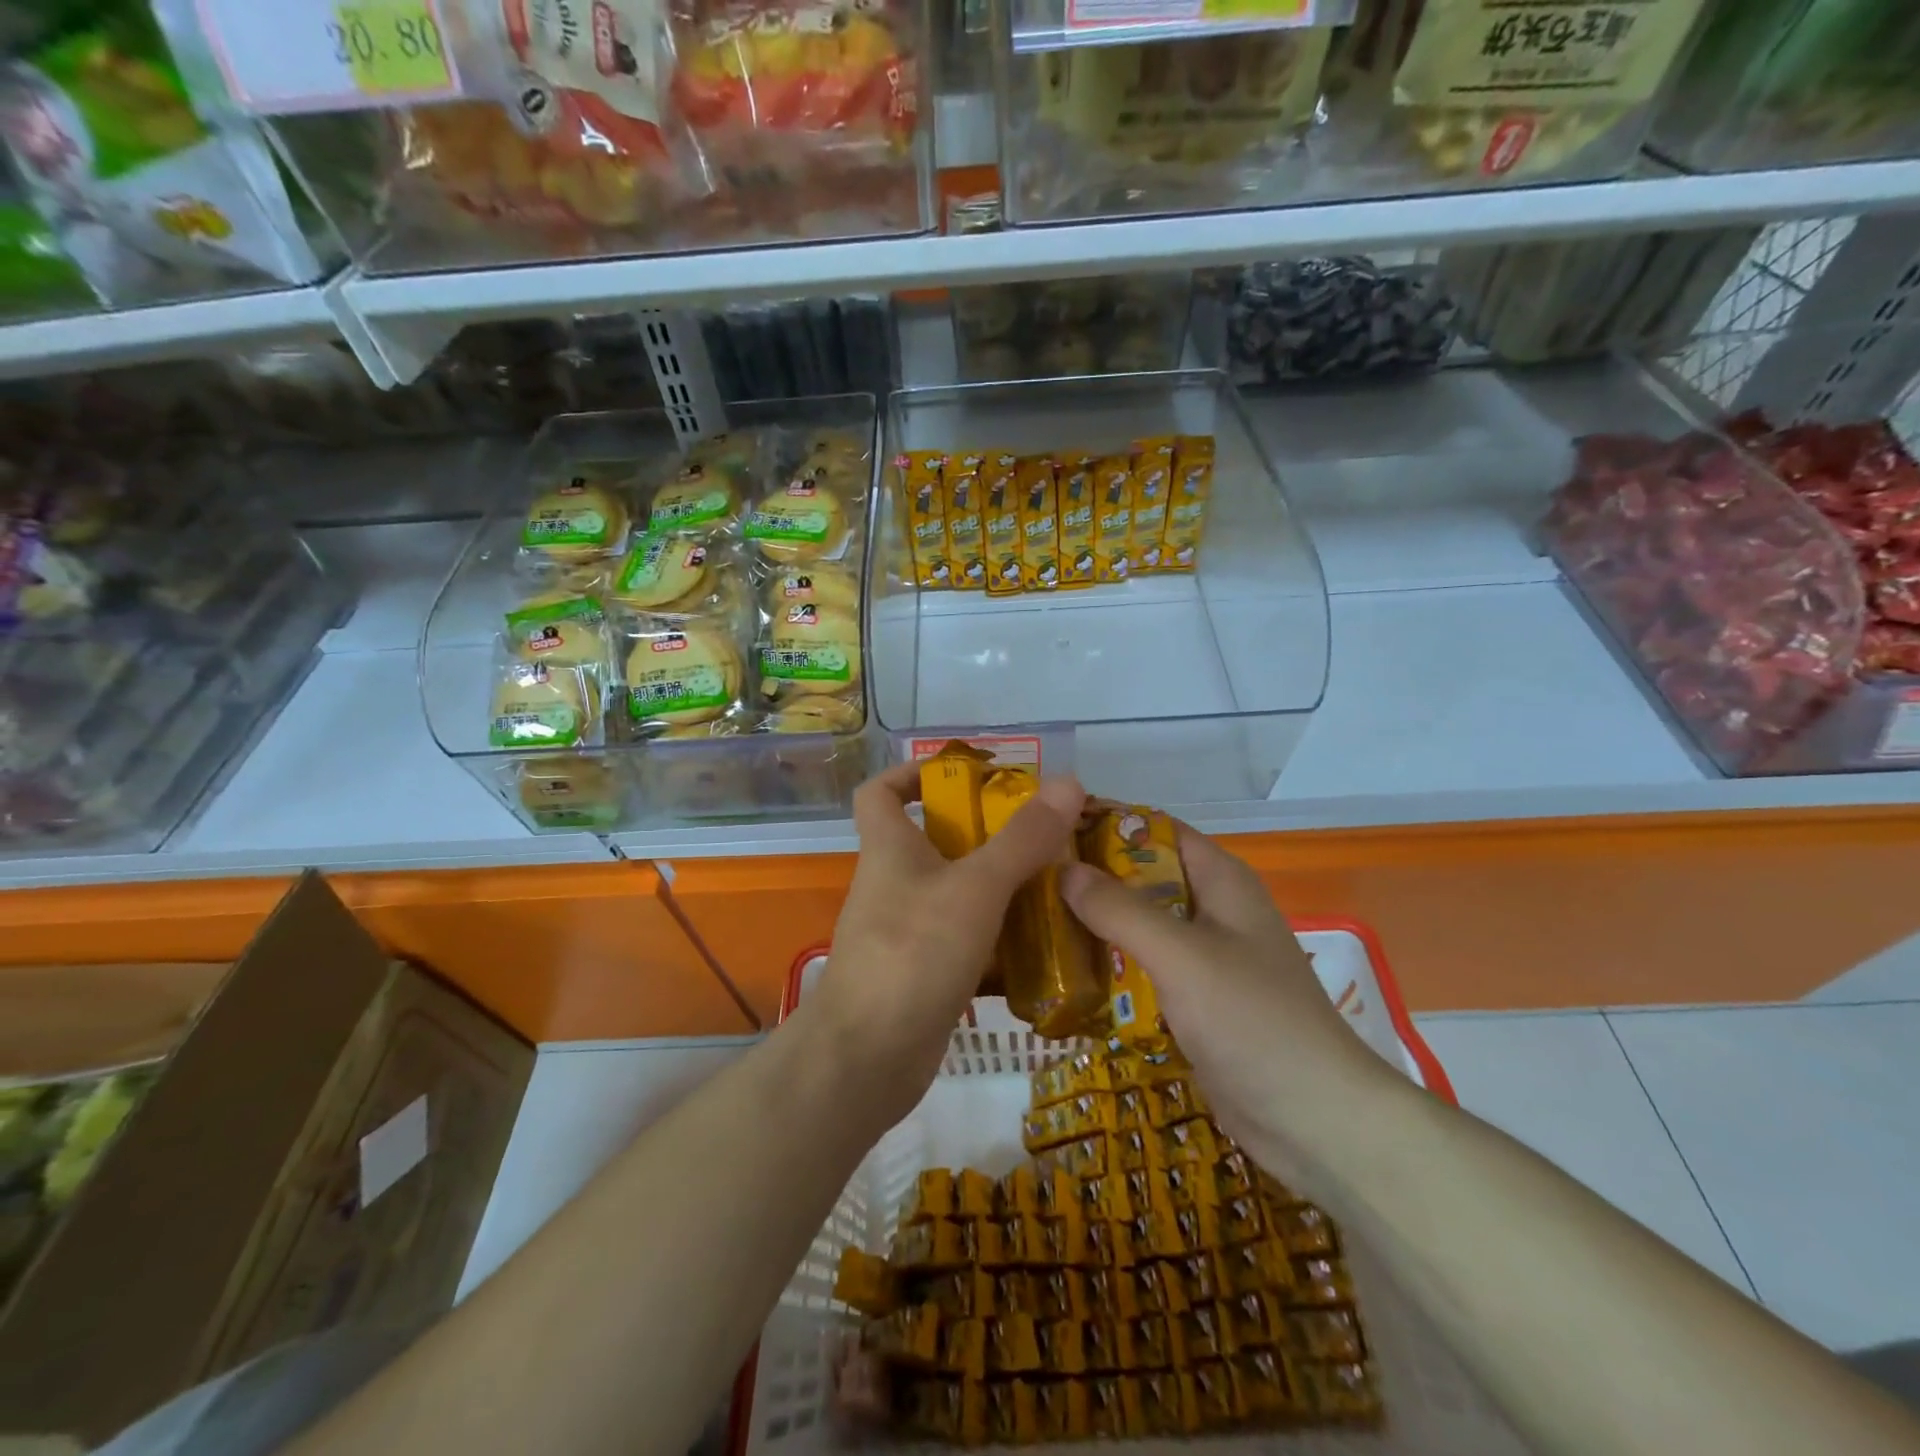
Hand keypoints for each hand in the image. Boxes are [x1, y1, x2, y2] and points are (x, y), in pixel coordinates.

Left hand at [806, 762, 1085, 1134]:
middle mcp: (894, 883)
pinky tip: (1045, 943)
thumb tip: (1067, 782)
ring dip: (1002, 886)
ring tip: (1060, 883)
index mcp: (890, 848)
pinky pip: (967, 939)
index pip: (881, 791)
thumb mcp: (974, 888)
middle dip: (987, 833)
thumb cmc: (913, 954)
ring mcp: (908, 930)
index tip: (969, 775)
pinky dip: (1000, 936)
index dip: (915, 773)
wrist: (867, 1059)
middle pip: (936, 840)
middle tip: (1044, 834)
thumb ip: (1021, 839)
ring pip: (958, 892)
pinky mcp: (925, 971)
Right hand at [1059, 823, 1402, 1166]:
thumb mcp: (1181, 956)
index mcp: (1220, 880)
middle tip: (1028, 881)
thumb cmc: (1253, 1020)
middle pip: (1141, 876)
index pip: (1154, 829)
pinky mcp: (1195, 999)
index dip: (1105, 821)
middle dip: (1090, 876)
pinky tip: (1065, 973)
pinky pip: (1144, 967)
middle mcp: (1212, 908)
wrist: (1316, 1121)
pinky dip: (1110, 965)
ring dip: (1095, 923)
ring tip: (1033, 923)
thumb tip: (1064, 869)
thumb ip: (1121, 910)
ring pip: (1139, 924)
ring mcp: (1204, 956)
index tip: (1047, 829)